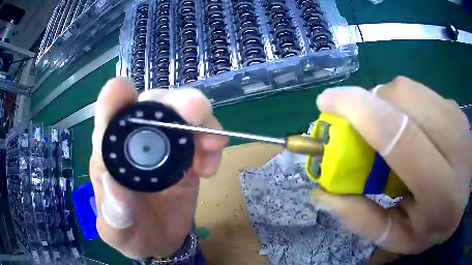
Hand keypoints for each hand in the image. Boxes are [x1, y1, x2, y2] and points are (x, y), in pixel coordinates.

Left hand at [89, 78, 226, 257]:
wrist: (158, 241)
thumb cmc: (130, 233)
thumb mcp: (117, 232)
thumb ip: (114, 213)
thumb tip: (114, 182)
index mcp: (109, 155)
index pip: (107, 116)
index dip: (114, 100)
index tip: (123, 90)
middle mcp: (134, 142)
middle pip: (151, 104)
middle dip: (171, 102)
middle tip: (194, 110)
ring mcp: (164, 147)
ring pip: (180, 113)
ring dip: (199, 120)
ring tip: (212, 144)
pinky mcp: (187, 157)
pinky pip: (202, 137)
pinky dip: (211, 143)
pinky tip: (210, 166)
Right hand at [311, 76, 470, 253]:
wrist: (465, 198)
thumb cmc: (434, 225)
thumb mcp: (398, 236)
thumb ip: (363, 220)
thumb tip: (322, 193)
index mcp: (442, 192)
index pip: (401, 137)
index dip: (358, 110)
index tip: (326, 103)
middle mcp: (455, 145)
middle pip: (401, 99)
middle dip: (367, 104)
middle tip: (355, 127)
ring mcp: (456, 117)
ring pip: (406, 88)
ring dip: (382, 103)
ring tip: (384, 131)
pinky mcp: (453, 104)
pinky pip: (416, 91)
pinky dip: (399, 103)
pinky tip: (406, 126)